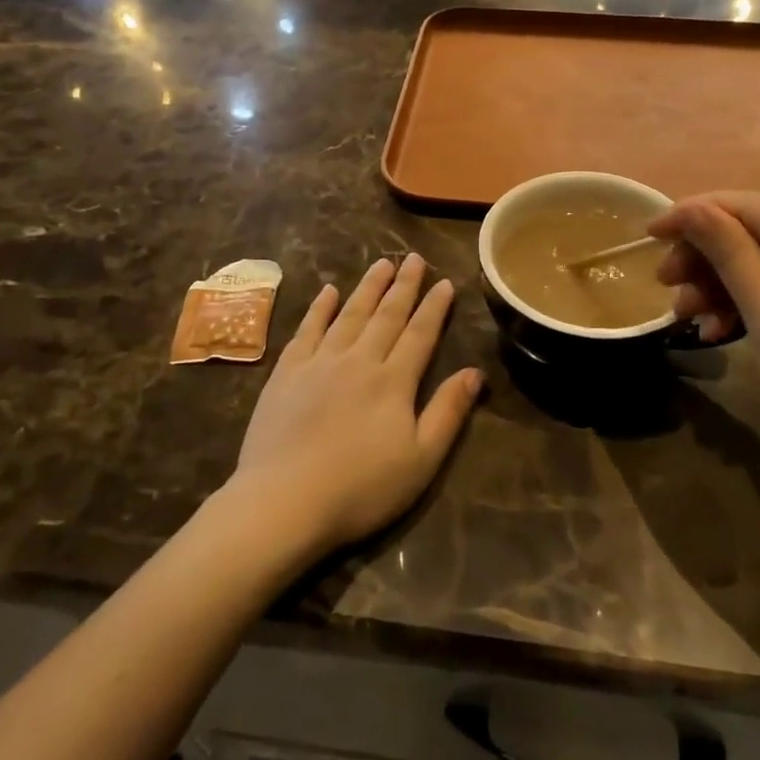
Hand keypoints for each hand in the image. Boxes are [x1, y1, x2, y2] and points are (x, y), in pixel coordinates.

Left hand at [229, 255, 481, 558]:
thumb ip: (448, 412)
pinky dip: (320, 308)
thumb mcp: (420, 460)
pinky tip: (328, 291)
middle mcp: (358, 360)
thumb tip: (475, 373)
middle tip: (414, 258)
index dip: (434, 307)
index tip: (444, 282)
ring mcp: (319, 362)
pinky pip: (307, 329)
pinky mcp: (286, 373)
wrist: (284, 501)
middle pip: (386, 315)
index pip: (419, 334)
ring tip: (381, 264)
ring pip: (349, 314)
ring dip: (367, 287)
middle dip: (403, 285)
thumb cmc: (360, 488)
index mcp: (393, 381)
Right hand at [649, 193, 759, 502]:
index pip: (754, 206)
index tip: (648, 234)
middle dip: (710, 256)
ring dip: (728, 282)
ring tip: (689, 317)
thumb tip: (689, 208)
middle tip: (666, 286)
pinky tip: (724, 327)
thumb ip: (729, 255)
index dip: (695, 215)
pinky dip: (759, 298)